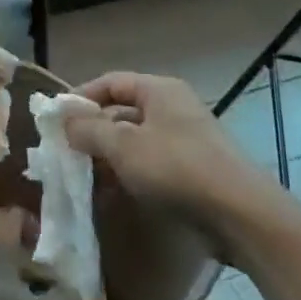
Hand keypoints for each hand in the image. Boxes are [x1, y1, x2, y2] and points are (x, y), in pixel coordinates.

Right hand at [65, 72, 300, 264]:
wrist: (244, 217)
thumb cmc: (177, 170)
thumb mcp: (122, 146)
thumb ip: (88, 129)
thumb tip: (64, 119)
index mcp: (159, 91)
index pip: (110, 82)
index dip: (80, 97)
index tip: (56, 120)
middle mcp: (175, 108)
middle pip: (123, 112)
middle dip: (93, 131)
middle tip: (66, 152)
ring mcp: (188, 140)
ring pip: (136, 141)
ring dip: (109, 157)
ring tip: (84, 178)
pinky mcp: (196, 171)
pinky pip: (153, 165)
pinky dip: (131, 174)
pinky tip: (114, 194)